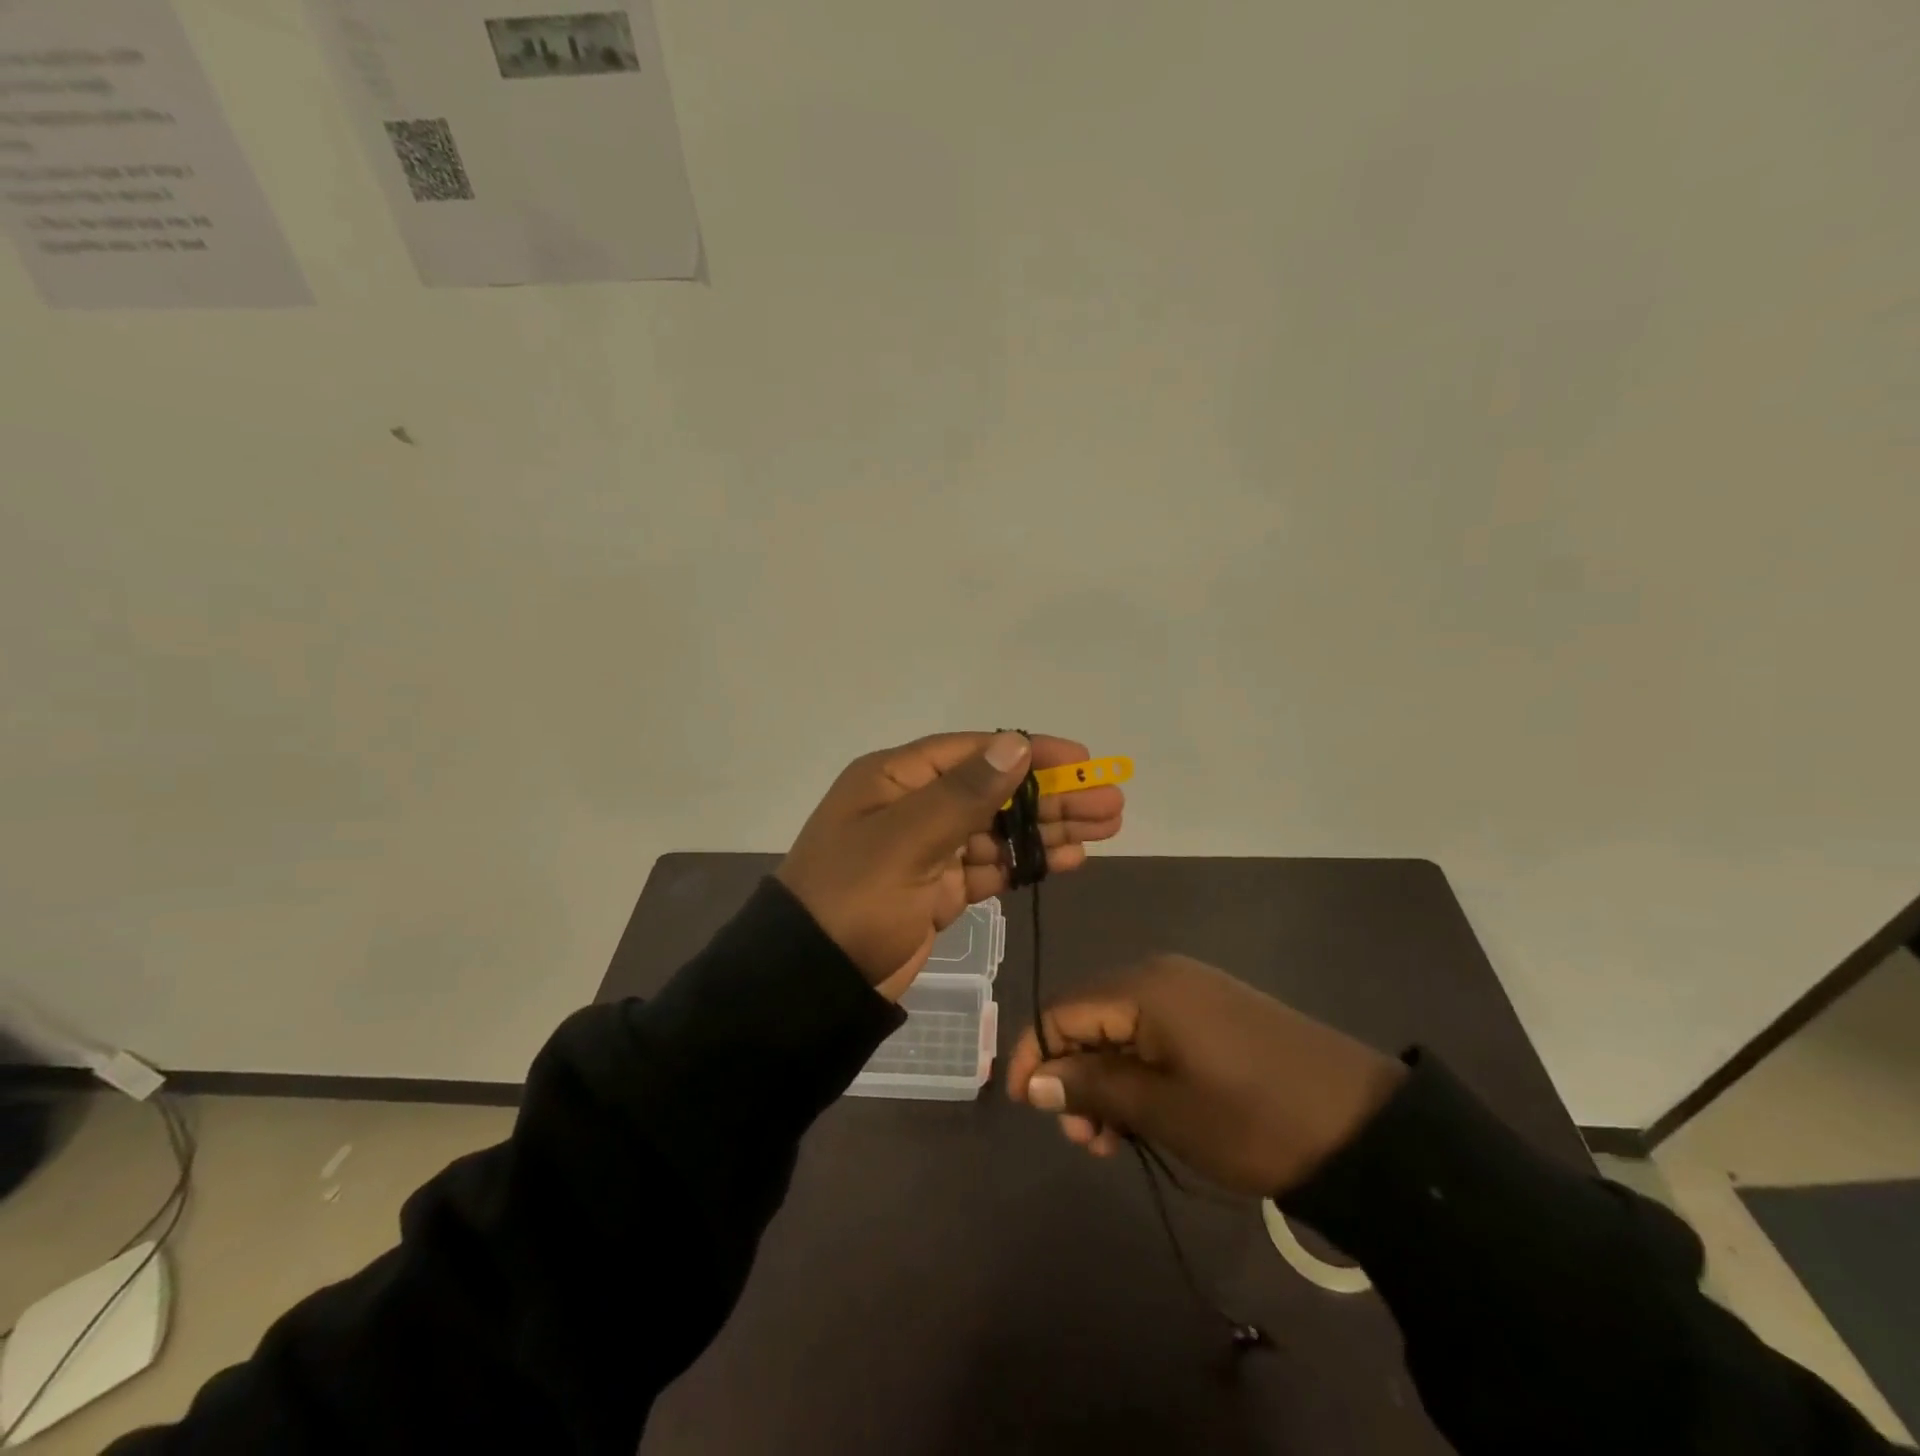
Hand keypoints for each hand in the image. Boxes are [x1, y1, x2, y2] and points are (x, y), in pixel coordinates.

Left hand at [777, 732, 1124, 998]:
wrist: (811, 983)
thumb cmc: (854, 898)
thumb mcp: (906, 839)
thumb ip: (964, 793)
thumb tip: (1015, 743)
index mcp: (895, 779)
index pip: (973, 752)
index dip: (1028, 752)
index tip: (1081, 761)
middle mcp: (912, 806)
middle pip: (994, 791)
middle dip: (1051, 796)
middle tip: (1110, 802)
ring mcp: (926, 850)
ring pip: (998, 830)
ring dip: (1048, 828)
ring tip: (1106, 827)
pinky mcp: (937, 890)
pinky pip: (990, 867)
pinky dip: (1026, 862)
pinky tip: (1068, 859)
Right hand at [1005, 955, 1405, 1193]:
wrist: (1364, 1126)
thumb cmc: (1252, 1119)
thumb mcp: (1163, 1110)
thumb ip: (1092, 1087)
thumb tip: (1033, 1081)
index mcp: (1143, 986)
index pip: (1062, 1010)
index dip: (1034, 1054)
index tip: (1025, 1107)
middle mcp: (1161, 974)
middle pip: (1089, 1017)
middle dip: (1073, 1074)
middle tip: (1085, 1139)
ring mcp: (1192, 990)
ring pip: (1121, 1028)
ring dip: (1106, 1080)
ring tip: (1115, 1139)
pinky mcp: (1216, 1011)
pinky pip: (1155, 1032)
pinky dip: (1139, 1071)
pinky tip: (1147, 1114)